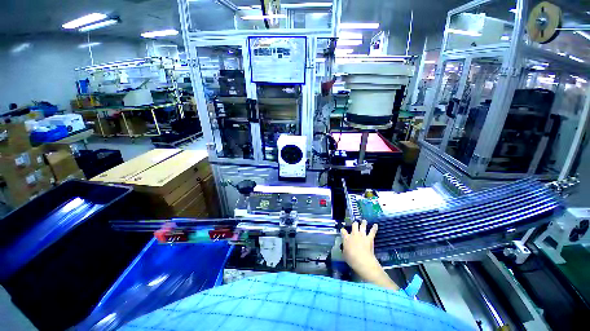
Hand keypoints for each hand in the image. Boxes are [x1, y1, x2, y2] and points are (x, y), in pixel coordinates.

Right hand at [340, 220, 398, 289]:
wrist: (362, 260)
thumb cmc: (351, 259)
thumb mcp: (344, 254)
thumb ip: (344, 248)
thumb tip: (344, 247)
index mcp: (346, 238)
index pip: (343, 231)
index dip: (343, 230)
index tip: (343, 230)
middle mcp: (354, 234)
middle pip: (354, 225)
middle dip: (354, 224)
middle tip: (355, 223)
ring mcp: (362, 235)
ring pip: (362, 226)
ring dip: (363, 223)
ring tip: (364, 220)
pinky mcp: (369, 238)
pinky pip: (372, 231)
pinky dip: (374, 228)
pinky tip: (376, 225)